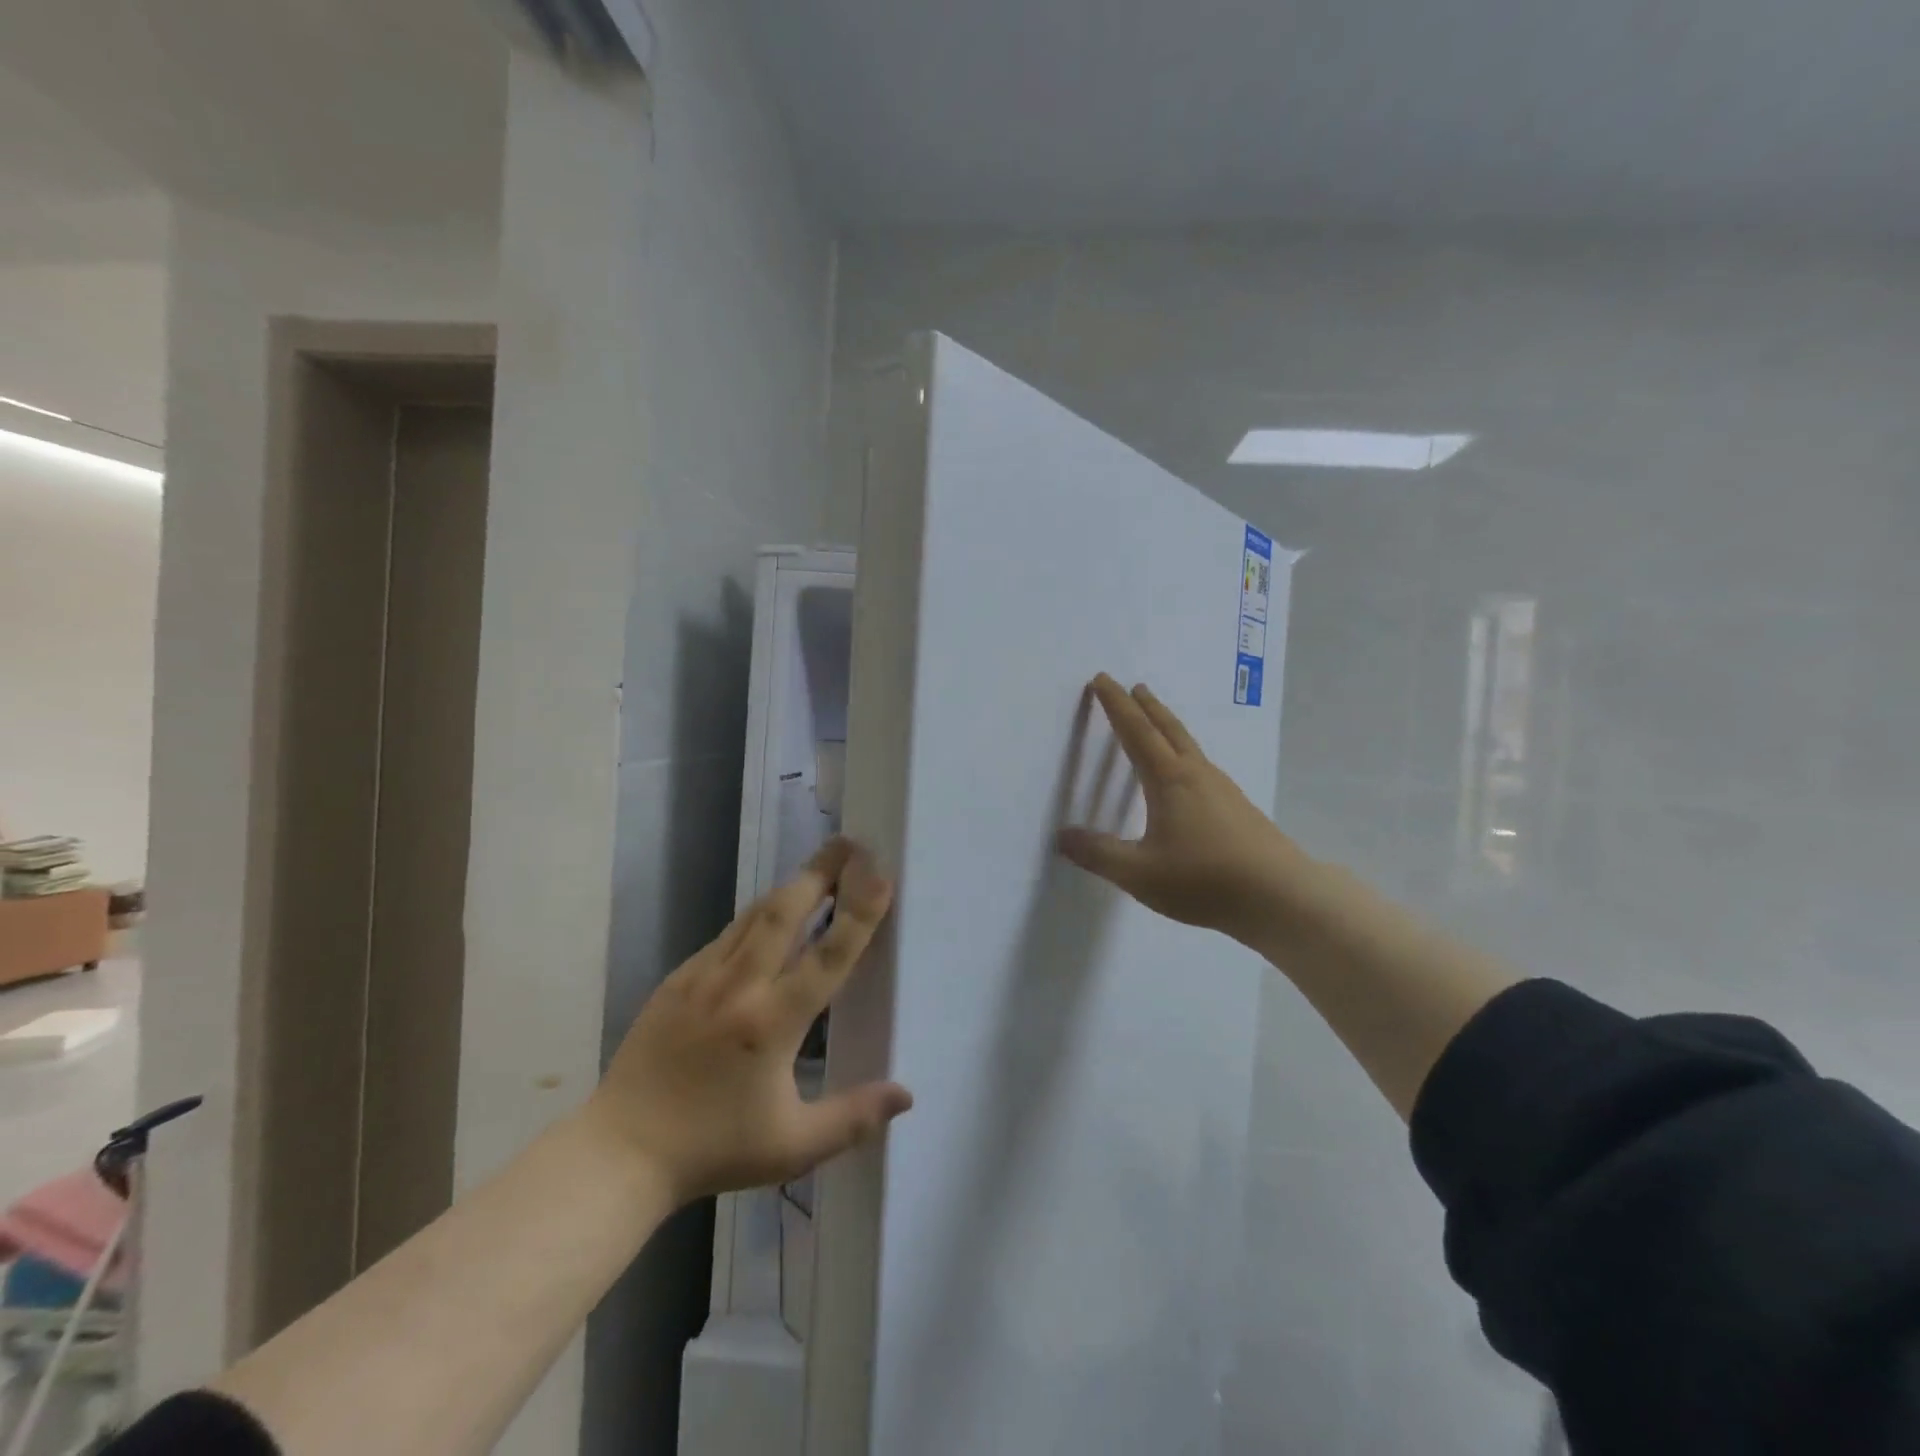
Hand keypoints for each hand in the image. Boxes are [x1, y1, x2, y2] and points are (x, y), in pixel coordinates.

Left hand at [588, 838, 912, 1204]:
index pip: (828, 956)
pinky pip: (726, 935)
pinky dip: (756, 917)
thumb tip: (907, 1096)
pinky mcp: (677, 980)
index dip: (859, 913)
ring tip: (818, 869)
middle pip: (785, 911)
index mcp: (772, 1024)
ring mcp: (702, 978)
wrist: (620, 1153)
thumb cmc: (714, 1149)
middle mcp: (738, 987)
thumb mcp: (792, 1146)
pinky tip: (769, 918)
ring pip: (753, 915)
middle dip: (820, 872)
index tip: (880, 875)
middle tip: (848, 844)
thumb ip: (853, 1117)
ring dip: (790, 888)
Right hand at [1056, 674, 1316, 943]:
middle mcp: (1197, 775)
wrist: (1280, 896)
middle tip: (1134, 687)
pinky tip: (1189, 777)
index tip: (1102, 680)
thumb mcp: (1138, 873)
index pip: (1136, 732)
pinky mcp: (1239, 809)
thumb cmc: (1203, 879)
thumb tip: (1061, 836)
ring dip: (1169, 728)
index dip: (1116, 705)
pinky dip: (1185, 754)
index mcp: (1169, 781)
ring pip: (1189, 747)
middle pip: (1168, 729)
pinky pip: (1203, 767)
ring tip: (1158, 724)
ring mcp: (1223, 790)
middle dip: (1147, 706)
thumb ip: (1098, 854)